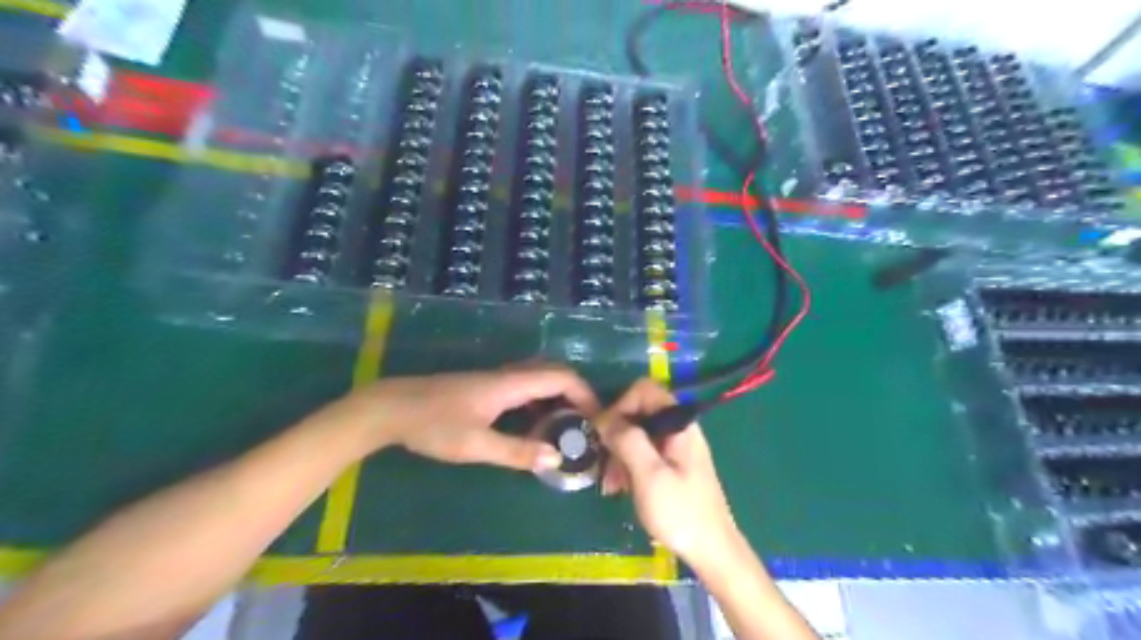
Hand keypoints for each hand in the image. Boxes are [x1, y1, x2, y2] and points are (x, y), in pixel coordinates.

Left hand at [318, 362, 596, 471]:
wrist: (392, 408)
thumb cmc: (433, 425)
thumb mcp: (475, 445)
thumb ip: (516, 451)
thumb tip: (556, 457)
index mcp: (510, 384)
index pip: (561, 378)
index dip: (585, 394)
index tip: (598, 419)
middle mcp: (508, 375)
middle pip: (554, 372)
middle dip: (577, 393)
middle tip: (587, 422)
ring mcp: (496, 379)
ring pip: (539, 377)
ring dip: (559, 395)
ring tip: (569, 424)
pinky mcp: (486, 387)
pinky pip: (525, 386)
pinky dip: (542, 399)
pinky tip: (537, 421)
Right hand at [597, 377, 740, 567]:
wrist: (712, 551)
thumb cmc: (681, 512)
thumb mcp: (649, 475)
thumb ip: (627, 440)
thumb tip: (603, 417)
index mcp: (679, 423)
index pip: (643, 391)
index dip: (620, 406)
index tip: (605, 434)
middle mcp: (678, 428)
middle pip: (638, 412)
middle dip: (616, 434)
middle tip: (604, 464)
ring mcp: (676, 446)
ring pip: (637, 433)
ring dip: (618, 453)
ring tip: (610, 484)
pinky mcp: (672, 464)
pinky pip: (643, 451)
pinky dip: (628, 465)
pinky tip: (620, 488)